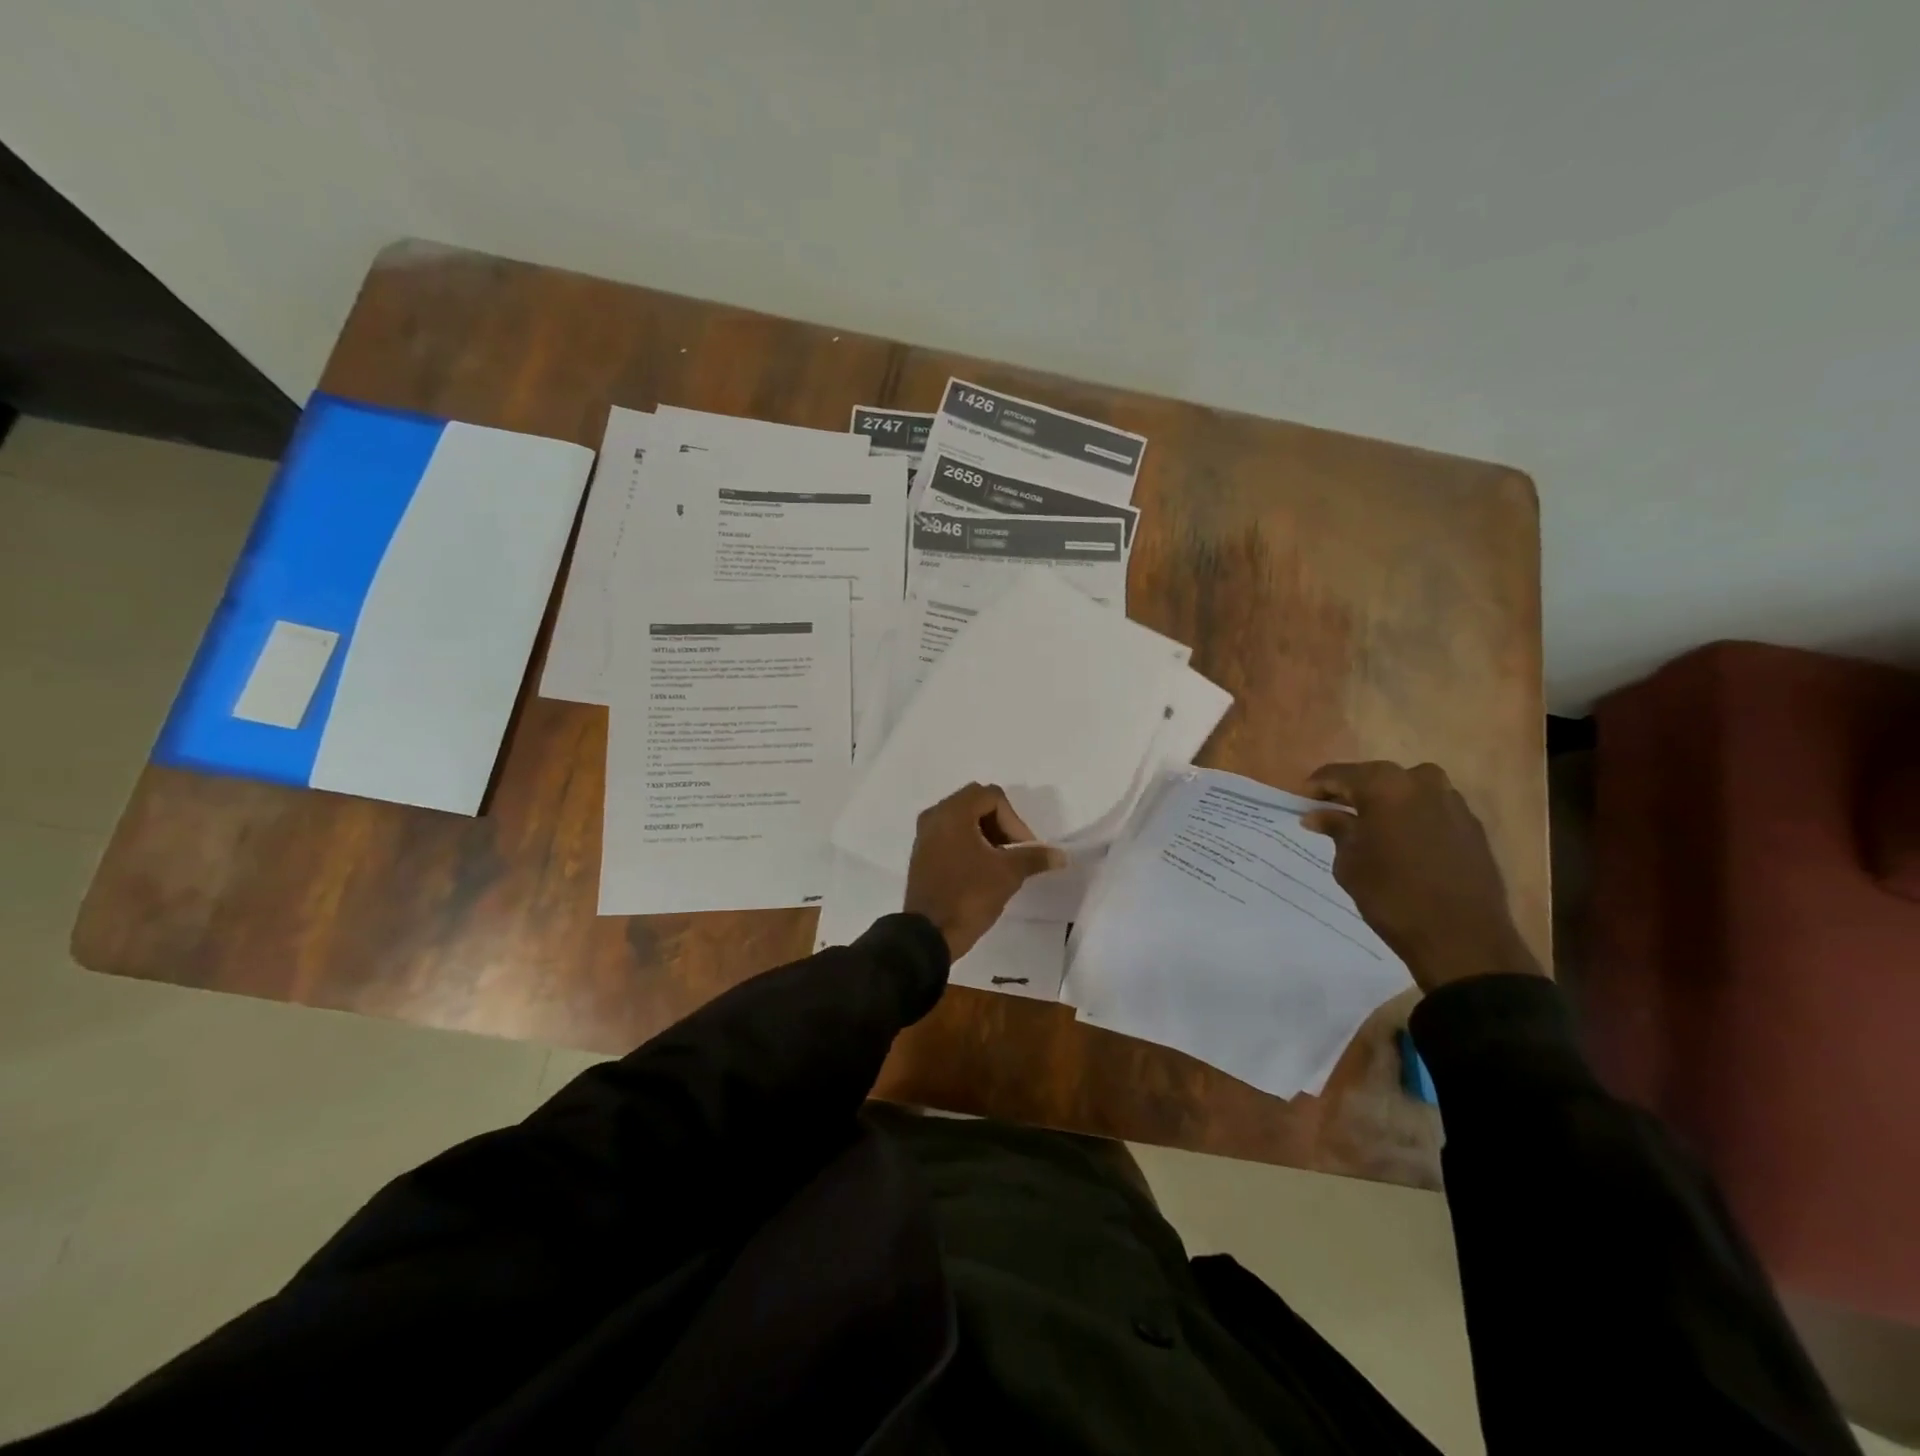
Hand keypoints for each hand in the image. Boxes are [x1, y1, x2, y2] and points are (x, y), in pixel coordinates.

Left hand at [903, 783, 1065, 959]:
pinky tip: (982, 870)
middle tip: (1015, 852)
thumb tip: (1060, 855)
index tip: (1024, 849)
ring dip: (987, 834)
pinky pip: (951, 836)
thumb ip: (1034, 857)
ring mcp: (925, 835)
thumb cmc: (969, 895)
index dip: (1014, 820)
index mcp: (952, 812)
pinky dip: (970, 844)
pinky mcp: (922, 854)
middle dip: (1001, 825)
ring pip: (963, 820)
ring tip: (1001, 863)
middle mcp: (935, 816)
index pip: (992, 796)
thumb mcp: (1007, 874)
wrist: (928, 934)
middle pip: (977, 804)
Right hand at [1300, 761, 1541, 992]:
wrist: (1462, 937)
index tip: (1302, 803)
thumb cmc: (1392, 895)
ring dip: (1385, 805)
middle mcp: (1421, 781)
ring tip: (1369, 830)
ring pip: (1406, 792)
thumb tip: (1317, 814)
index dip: (1316, 787)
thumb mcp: (1349, 862)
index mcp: (1384, 784)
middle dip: (1352, 794)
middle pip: (1375, 778)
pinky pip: (1431, 810)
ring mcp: (1452, 801)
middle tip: (1333, 815)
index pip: (1338, 774)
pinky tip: (1402, 843)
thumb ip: (1335, 829)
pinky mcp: (1472, 825)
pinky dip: (1412, 819)